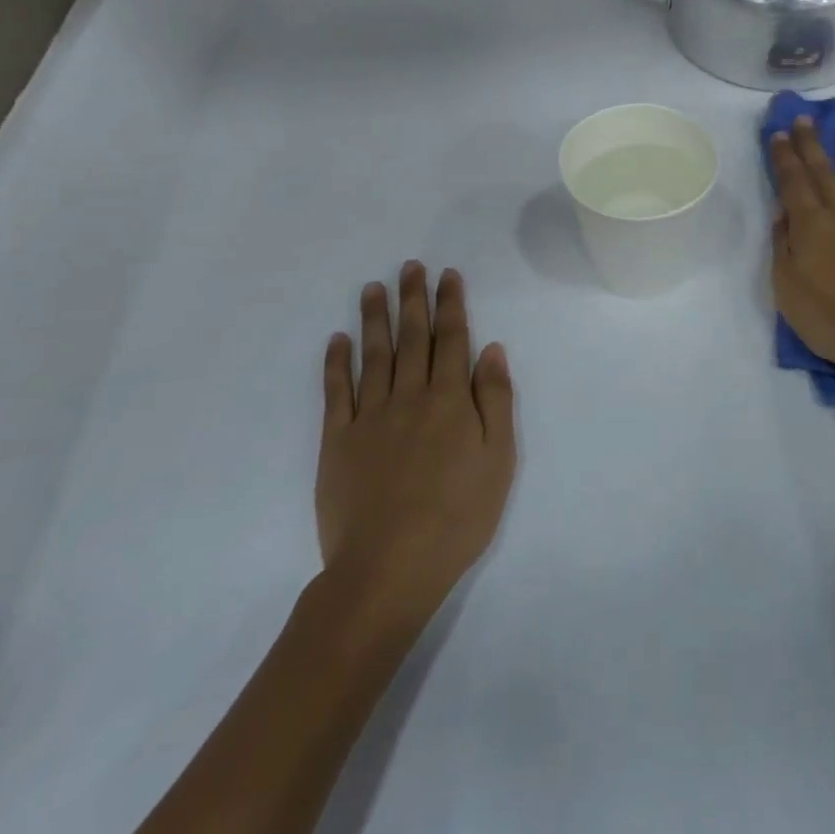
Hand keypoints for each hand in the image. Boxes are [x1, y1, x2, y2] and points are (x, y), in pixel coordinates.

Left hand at [316, 262, 516, 622]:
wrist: (389, 567)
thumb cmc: (457, 516)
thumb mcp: (498, 460)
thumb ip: (495, 400)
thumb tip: (491, 349)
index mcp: (450, 400)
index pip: (452, 339)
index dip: (450, 304)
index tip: (447, 275)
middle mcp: (410, 396)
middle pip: (412, 337)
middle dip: (413, 299)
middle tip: (410, 266)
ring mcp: (369, 416)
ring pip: (374, 355)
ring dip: (375, 318)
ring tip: (373, 287)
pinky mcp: (337, 440)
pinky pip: (336, 392)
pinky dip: (336, 363)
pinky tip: (338, 339)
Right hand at [769, 117, 834, 389]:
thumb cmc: (831, 320)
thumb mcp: (787, 289)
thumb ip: (783, 247)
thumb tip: (783, 214)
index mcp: (810, 226)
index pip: (793, 182)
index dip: (785, 157)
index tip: (780, 134)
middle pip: (823, 172)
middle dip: (811, 144)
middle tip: (805, 118)